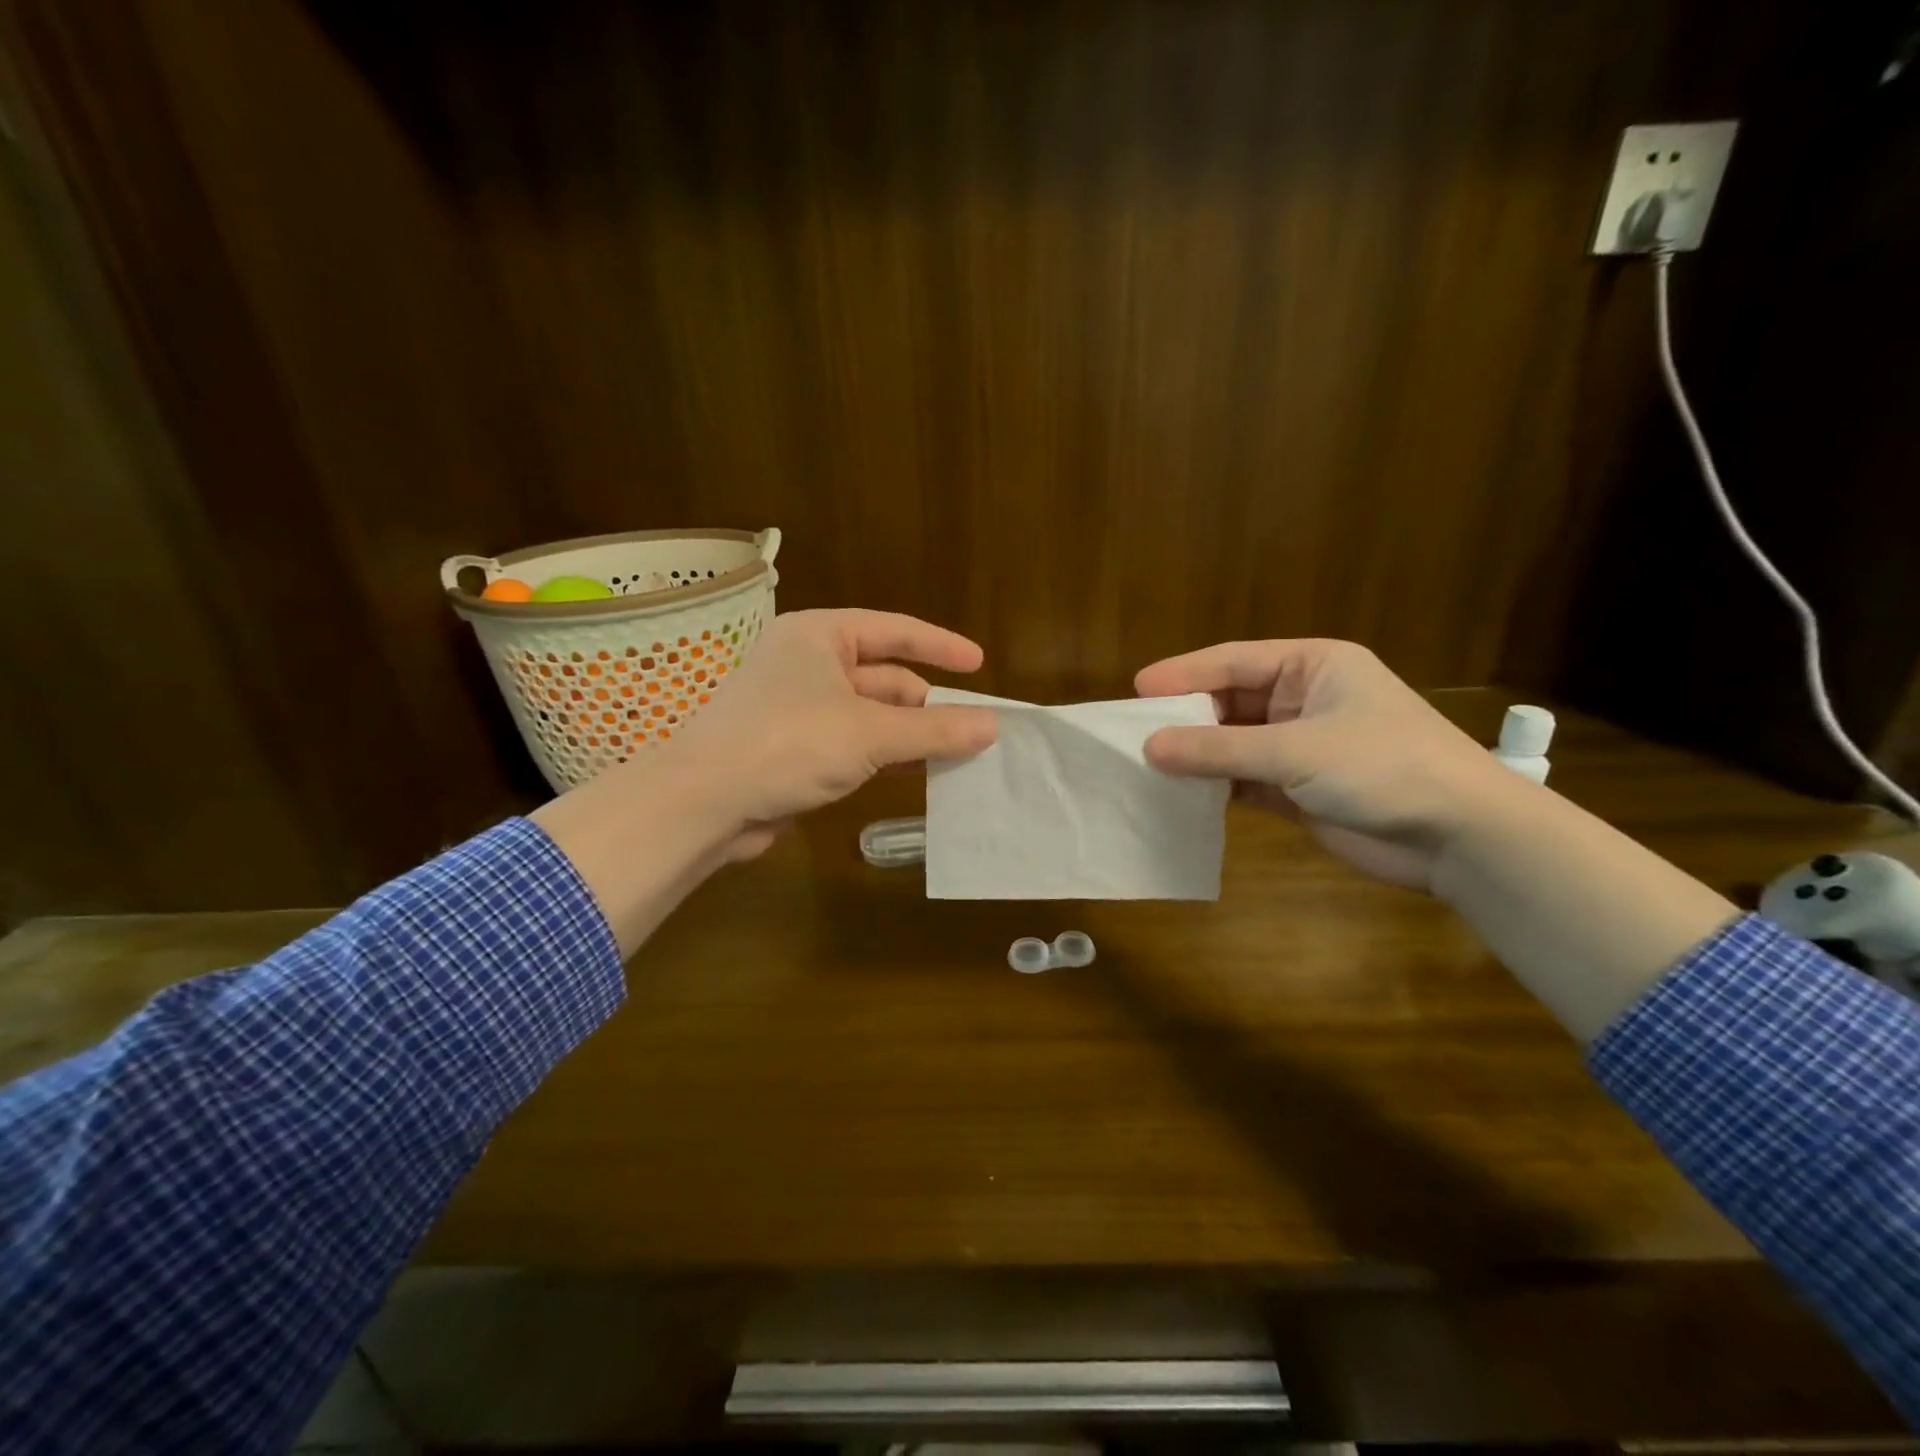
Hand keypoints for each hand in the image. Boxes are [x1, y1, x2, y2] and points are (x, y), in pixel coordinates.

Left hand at [535, 609, 996, 955]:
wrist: (703, 802)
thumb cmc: (788, 744)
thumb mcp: (869, 733)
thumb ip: (933, 729)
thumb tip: (992, 726)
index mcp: (820, 636)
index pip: (894, 631)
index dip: (940, 646)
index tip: (979, 664)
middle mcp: (807, 663)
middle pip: (883, 676)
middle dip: (927, 703)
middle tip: (973, 728)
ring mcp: (797, 707)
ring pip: (869, 714)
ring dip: (908, 734)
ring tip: (955, 754)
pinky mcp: (792, 748)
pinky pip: (852, 743)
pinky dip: (883, 755)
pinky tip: (914, 774)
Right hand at [1135, 639, 1514, 890]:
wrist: (1461, 838)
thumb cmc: (1384, 768)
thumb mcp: (1297, 751)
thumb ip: (1219, 751)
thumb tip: (1149, 748)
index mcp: (1312, 667)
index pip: (1233, 662)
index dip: (1184, 674)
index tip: (1136, 690)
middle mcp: (1303, 700)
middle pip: (1229, 701)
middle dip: (1186, 717)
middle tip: (1134, 731)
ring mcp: (1300, 746)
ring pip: (1233, 743)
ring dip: (1197, 754)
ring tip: (1146, 763)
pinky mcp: (1298, 789)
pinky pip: (1243, 779)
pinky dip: (1214, 785)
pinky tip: (1179, 792)